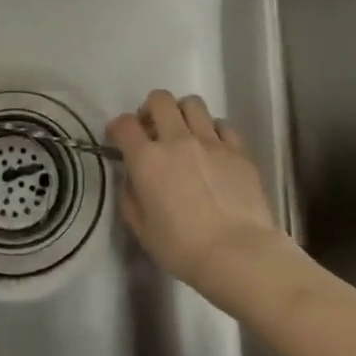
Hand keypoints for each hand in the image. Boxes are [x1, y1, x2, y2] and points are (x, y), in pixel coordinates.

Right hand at [107, 90, 287, 300]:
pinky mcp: (238, 150)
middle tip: (152, 129)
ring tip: (184, 133)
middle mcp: (177, 140)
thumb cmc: (183, 249)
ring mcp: (211, 142)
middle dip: (150, 109)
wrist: (238, 255)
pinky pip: (222, 125)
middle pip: (160, 100)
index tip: (118, 137)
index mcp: (147, 159)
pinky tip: (213, 149)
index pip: (124, 124)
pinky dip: (213, 131)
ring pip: (193, 103)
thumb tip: (134, 180)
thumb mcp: (142, 230)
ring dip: (182, 113)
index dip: (117, 127)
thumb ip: (131, 198)